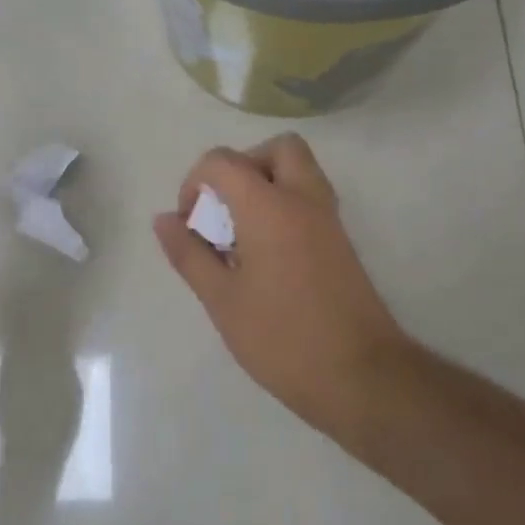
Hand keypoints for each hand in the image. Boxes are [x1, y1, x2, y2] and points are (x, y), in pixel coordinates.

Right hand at [154, 133, 407, 428]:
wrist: (361, 376)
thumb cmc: (281, 338)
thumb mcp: (221, 300)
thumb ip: (188, 254)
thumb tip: (163, 219)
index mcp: (268, 206)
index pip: (223, 161)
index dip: (195, 183)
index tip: (190, 223)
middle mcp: (303, 199)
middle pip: (277, 148)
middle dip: (243, 166)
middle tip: (224, 209)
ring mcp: (329, 218)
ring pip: (299, 170)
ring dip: (267, 183)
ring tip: (242, 232)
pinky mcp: (341, 240)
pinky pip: (310, 198)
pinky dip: (285, 205)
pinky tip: (266, 253)